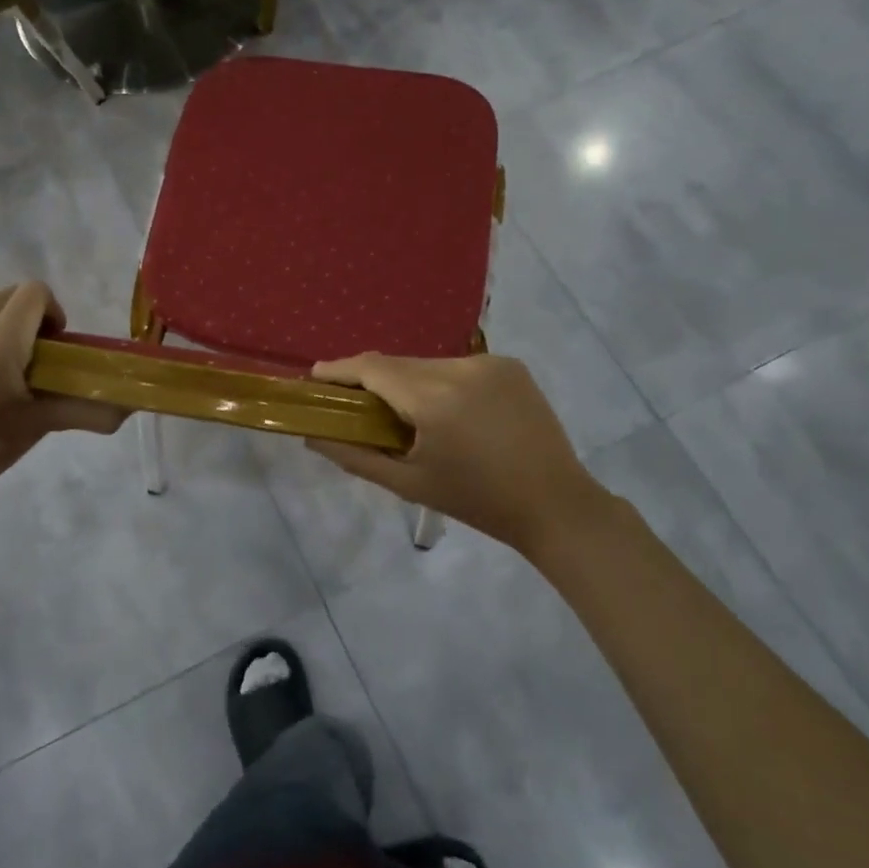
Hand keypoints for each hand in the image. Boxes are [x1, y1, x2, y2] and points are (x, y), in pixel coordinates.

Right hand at [307, 353, 611, 553]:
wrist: (555, 504)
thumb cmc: (476, 501)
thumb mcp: (409, 484)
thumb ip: (356, 456)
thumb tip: (313, 438)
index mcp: (434, 400)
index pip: (373, 368)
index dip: (340, 369)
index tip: (316, 376)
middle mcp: (460, 369)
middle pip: (399, 364)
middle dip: (373, 380)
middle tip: (356, 404)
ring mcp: (489, 363)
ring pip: (428, 364)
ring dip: (408, 381)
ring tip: (406, 414)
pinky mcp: (510, 365)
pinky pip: (459, 367)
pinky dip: (441, 382)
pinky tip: (448, 411)